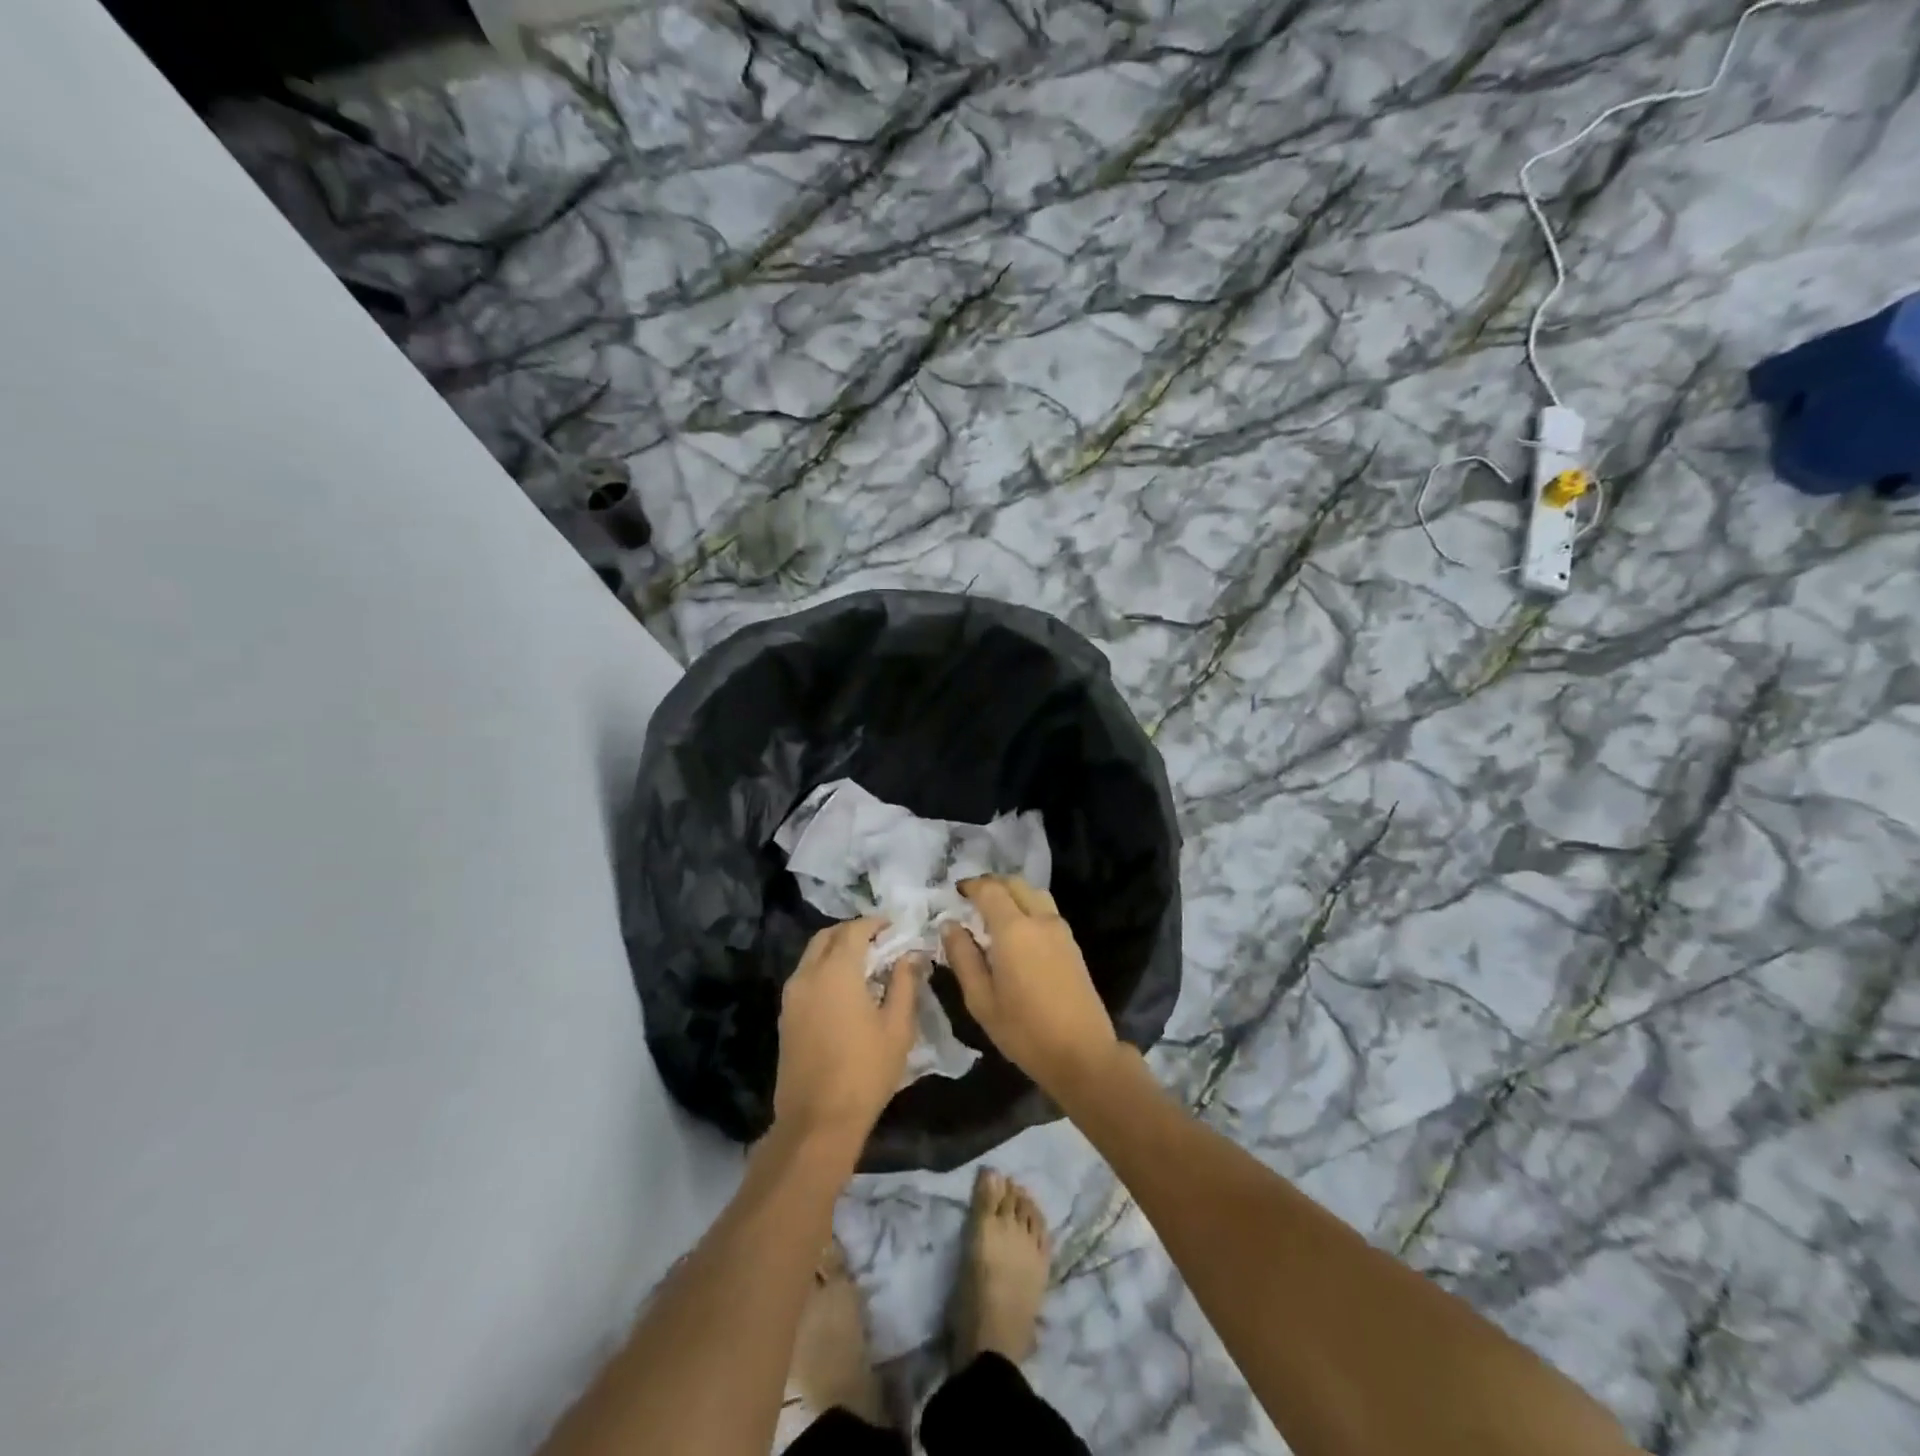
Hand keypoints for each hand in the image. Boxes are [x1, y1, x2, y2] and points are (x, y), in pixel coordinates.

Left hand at [773, 918, 920, 1146]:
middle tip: (879, 940)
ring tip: (865, 963)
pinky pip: (805, 976)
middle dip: (852, 931)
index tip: (894, 927)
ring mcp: (792, 996)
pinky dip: (824, 968)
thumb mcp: (897, 1027)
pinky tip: (845, 988)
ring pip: (812, 955)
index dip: (875, 923)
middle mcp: (808, 974)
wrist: (817, 1121)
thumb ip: (904, 983)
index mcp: (836, 971)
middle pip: (827, 936)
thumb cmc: (865, 1071)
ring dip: (836, 949)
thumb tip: (910, 955)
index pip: (854, 930)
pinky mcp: (785, 1016)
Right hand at [941, 877, 1119, 1096]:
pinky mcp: (1072, 943)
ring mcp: (1060, 929)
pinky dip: (1027, 906)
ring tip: (993, 912)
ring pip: (1034, 893)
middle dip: (991, 884)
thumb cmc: (1024, 1030)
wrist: (1082, 1053)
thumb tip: (950, 925)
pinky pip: (1046, 910)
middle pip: (1015, 883)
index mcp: (1014, 929)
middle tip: (971, 899)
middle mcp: (1039, 920)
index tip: (956, 892)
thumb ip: (963, 957)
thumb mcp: (981, 1000)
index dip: (971, 885)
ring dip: (1012, 893)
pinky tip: (1017, 930)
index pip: (990, 890)